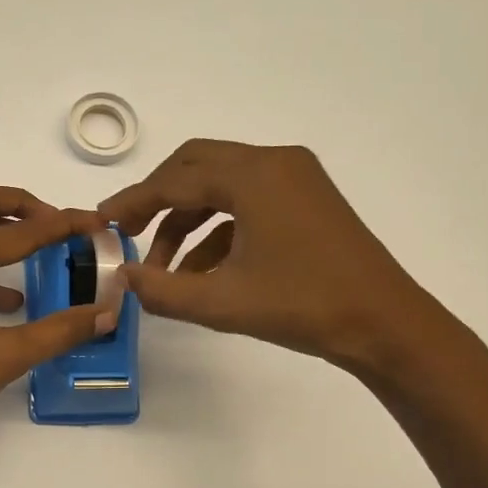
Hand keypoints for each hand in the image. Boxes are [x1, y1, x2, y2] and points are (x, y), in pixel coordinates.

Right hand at [97, 139, 448, 373]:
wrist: (386, 324)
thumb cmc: (304, 306)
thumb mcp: (222, 302)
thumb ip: (162, 289)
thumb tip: (122, 278)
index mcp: (253, 176)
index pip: (175, 180)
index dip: (132, 201)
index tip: (101, 222)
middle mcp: (274, 163)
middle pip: (195, 166)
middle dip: (158, 200)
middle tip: (128, 233)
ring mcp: (295, 178)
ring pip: (220, 185)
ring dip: (186, 220)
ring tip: (162, 268)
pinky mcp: (306, 199)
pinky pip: (246, 202)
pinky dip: (217, 230)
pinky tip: (200, 271)